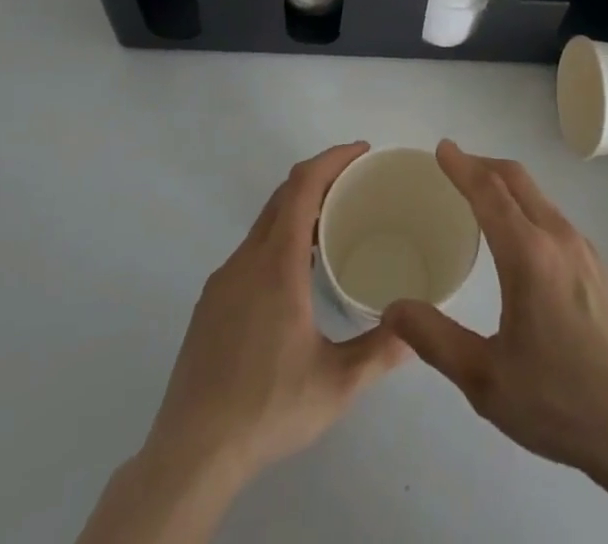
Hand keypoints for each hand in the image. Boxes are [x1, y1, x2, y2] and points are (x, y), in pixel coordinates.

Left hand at [151, 141, 409, 474]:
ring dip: (298, 209)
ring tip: (333, 225)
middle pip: (282, 196)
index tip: (362, 151)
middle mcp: (246, 261)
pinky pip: (251, 251)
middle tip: (357, 183)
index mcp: (276, 265)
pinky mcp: (210, 305)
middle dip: (320, 177)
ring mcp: (223, 282)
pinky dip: (279, 238)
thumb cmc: (266, 409)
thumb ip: (380, 351)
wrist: (189, 456)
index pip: (302, 186)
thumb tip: (418, 327)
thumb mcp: (336, 384)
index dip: (332, 159)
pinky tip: (296, 275)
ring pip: (264, 224)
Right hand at [382, 142, 607, 543]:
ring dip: (508, 186)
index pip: (488, 191)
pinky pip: (556, 219)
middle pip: (518, 180)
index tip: (442, 148)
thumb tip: (391, 308)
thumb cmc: (558, 400)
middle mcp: (558, 237)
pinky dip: (529, 208)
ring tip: (483, 200)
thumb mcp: (485, 378)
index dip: (462, 166)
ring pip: (540, 198)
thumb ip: (434, 338)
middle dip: (484, 164)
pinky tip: (523, 241)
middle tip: (456, 166)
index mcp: (528, 253)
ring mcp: (585, 250)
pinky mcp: (601, 269)